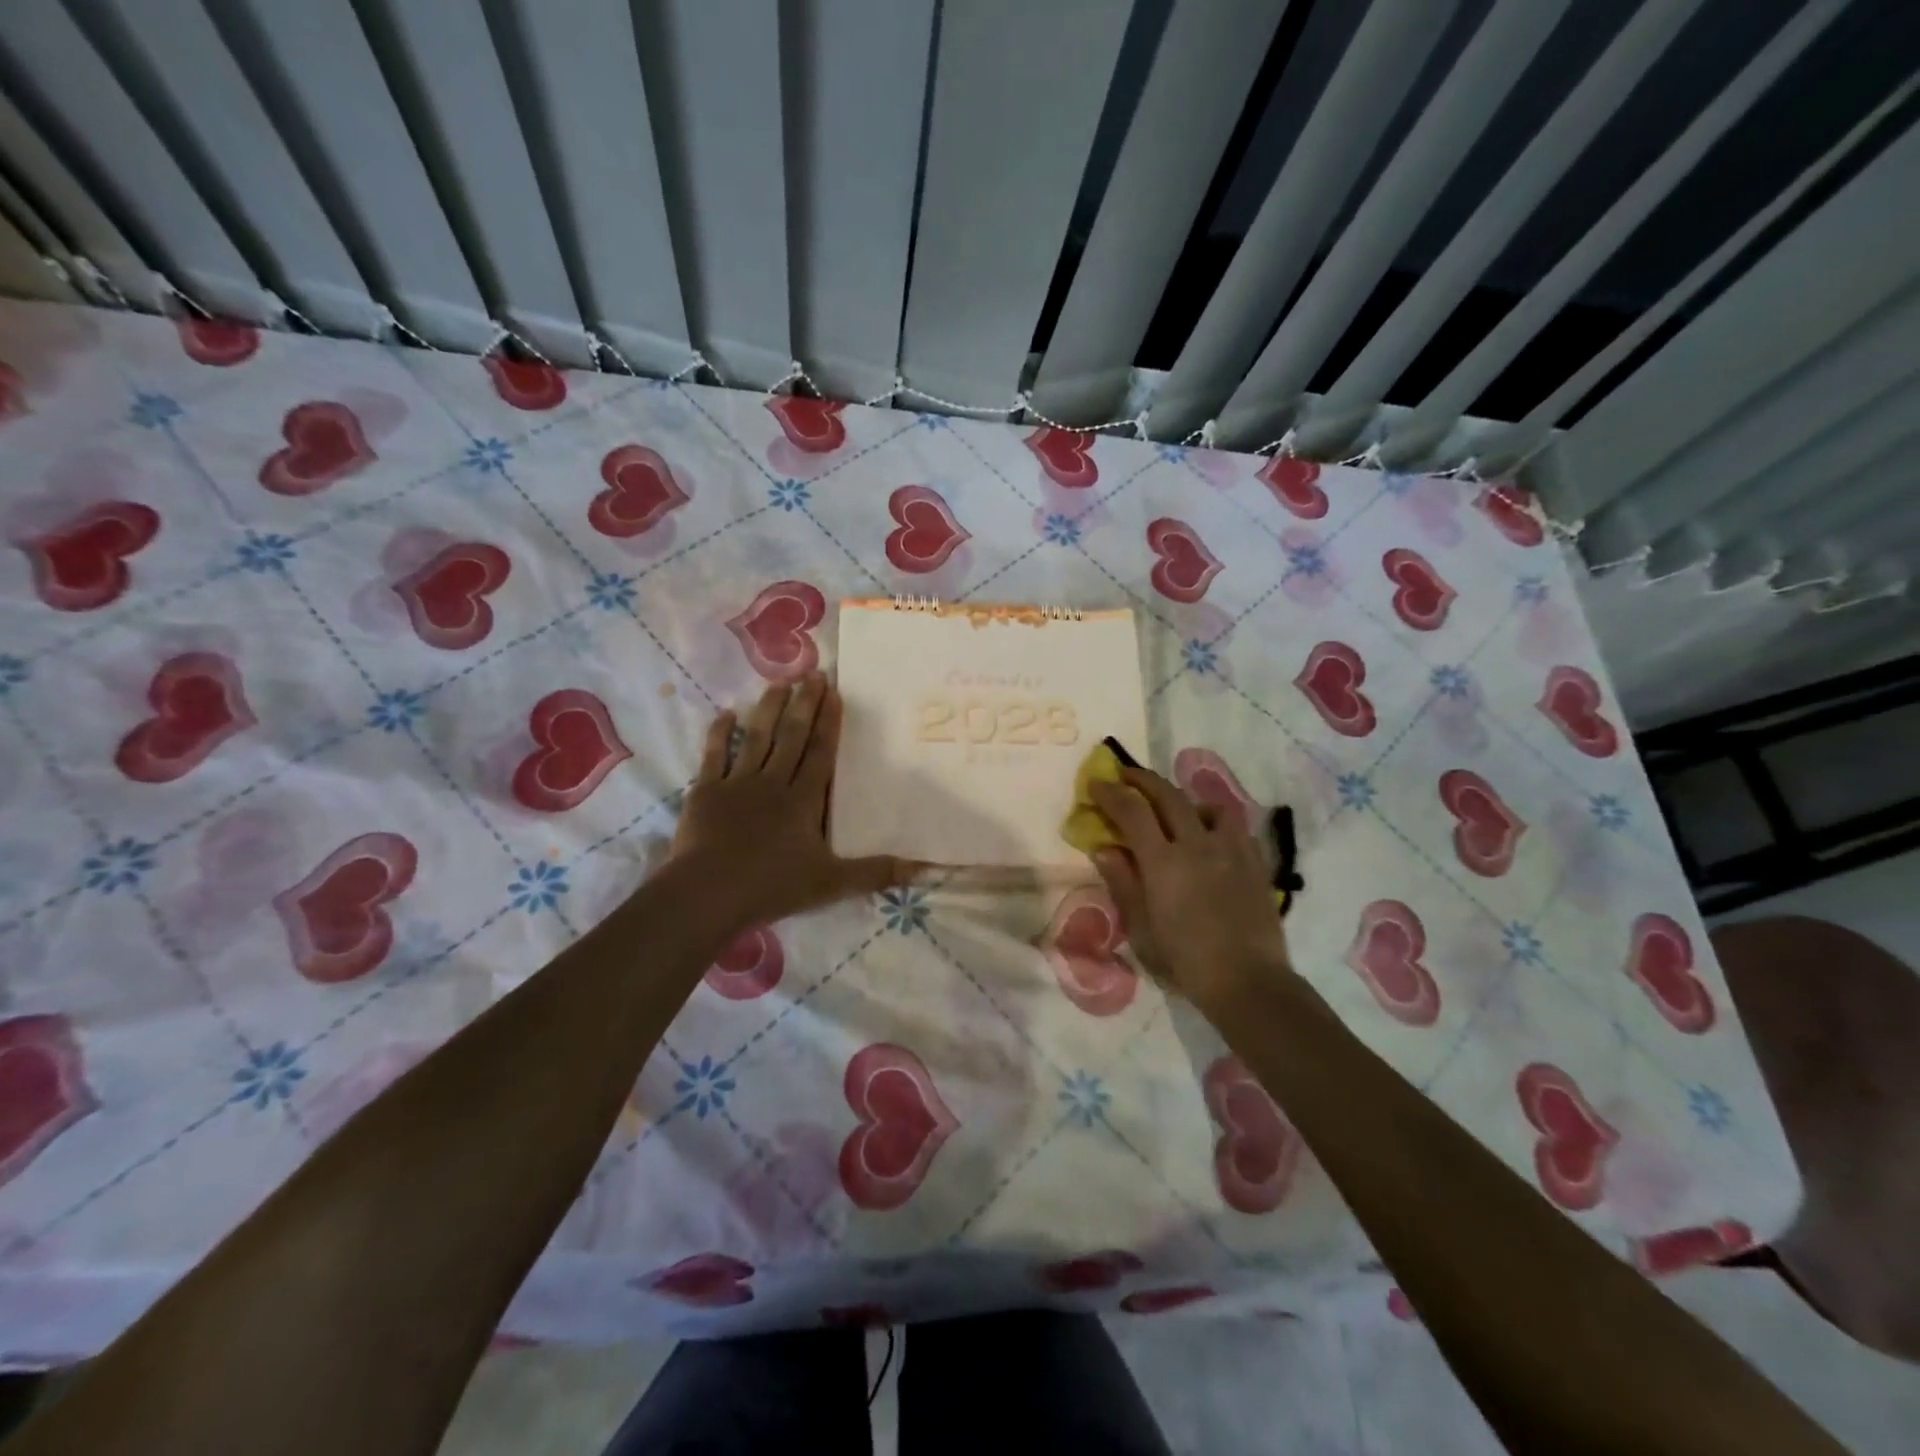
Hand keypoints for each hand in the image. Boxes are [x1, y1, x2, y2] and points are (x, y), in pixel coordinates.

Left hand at [667, 673, 914, 930]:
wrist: (709, 892)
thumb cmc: (773, 885)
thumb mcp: (832, 883)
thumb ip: (876, 873)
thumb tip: (925, 869)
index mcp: (804, 800)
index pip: (820, 753)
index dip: (828, 722)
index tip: (834, 692)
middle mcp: (773, 782)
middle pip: (791, 737)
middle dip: (804, 704)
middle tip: (812, 673)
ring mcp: (737, 784)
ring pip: (756, 738)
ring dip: (768, 710)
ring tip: (778, 683)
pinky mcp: (706, 792)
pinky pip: (713, 756)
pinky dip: (719, 734)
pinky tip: (725, 714)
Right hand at [1089, 767, 1294, 1011]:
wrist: (1247, 982)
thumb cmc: (1184, 961)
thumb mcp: (1141, 928)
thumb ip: (1123, 883)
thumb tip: (1104, 848)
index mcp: (1163, 861)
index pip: (1132, 811)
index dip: (1111, 793)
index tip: (1097, 784)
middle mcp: (1197, 844)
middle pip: (1168, 795)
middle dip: (1142, 780)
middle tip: (1126, 776)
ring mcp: (1231, 849)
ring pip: (1208, 805)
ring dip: (1185, 800)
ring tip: (1176, 810)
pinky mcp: (1255, 862)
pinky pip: (1236, 827)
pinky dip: (1216, 821)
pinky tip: (1211, 837)